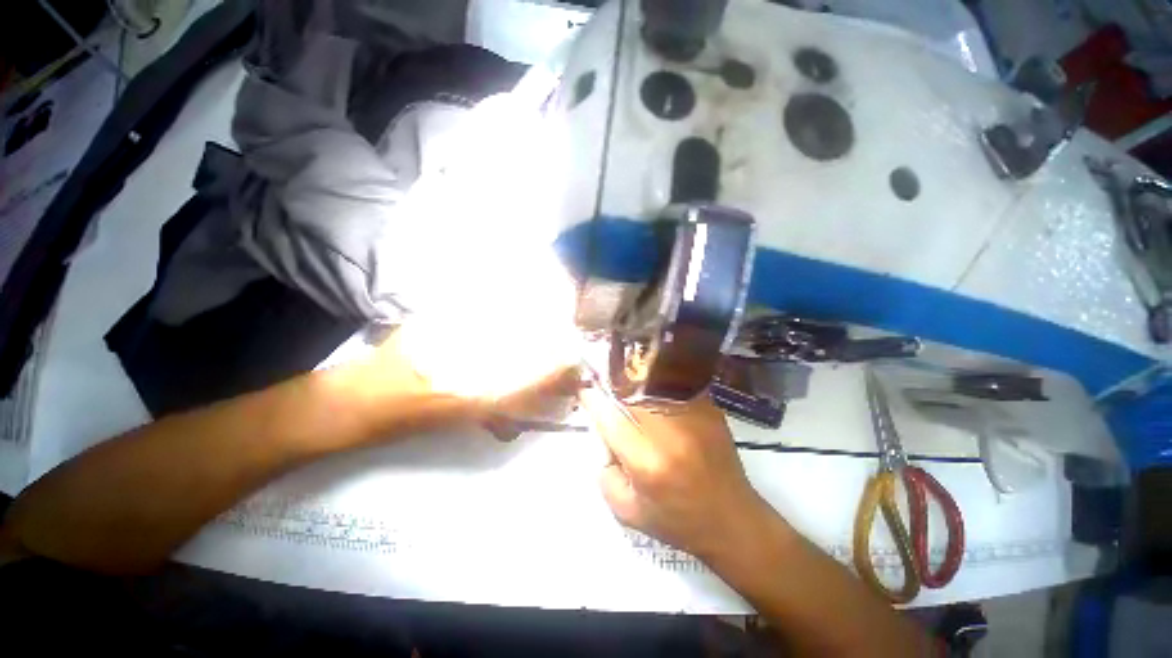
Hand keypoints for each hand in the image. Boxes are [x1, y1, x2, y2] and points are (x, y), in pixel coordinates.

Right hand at [580, 390, 773, 560]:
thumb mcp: (626, 510)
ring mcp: (693, 416)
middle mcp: (670, 433)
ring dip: (633, 377)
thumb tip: (601, 430)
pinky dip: (657, 381)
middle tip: (602, 380)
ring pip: (653, 381)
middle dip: (611, 382)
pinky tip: (650, 385)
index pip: (610, 416)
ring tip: (624, 378)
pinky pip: (674, 384)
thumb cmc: (677, 521)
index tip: (583, 387)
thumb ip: (603, 469)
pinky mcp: (709, 409)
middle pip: (631, 390)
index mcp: (647, 461)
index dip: (592, 398)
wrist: (733, 521)